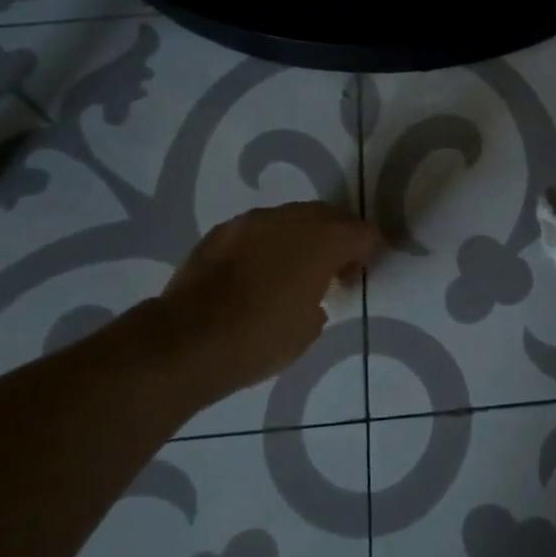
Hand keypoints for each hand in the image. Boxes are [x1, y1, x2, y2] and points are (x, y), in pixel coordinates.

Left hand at [151, 201, 382, 403]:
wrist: (187, 340)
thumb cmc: (260, 339)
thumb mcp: (309, 330)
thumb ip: (321, 299)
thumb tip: (311, 294)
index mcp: (323, 240)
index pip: (362, 231)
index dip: (368, 250)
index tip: (360, 273)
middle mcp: (291, 219)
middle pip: (328, 216)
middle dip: (336, 239)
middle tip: (332, 272)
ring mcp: (252, 221)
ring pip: (290, 220)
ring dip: (299, 239)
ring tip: (291, 272)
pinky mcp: (221, 231)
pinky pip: (257, 231)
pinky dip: (266, 246)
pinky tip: (255, 274)